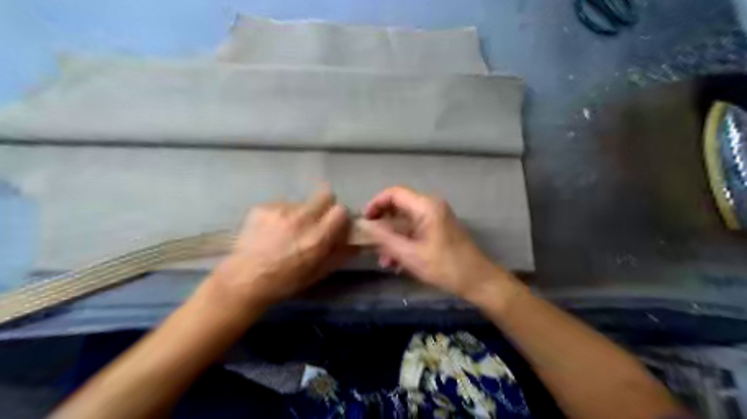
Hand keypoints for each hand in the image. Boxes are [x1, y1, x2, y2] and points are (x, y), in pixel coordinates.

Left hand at [205, 187, 353, 309]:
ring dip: (301, 213)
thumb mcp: (318, 273)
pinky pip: (282, 205)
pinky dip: (282, 215)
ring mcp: (280, 210)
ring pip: (302, 201)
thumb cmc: (284, 282)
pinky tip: (272, 231)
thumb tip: (356, 243)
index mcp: (317, 238)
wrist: (243, 281)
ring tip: (288, 231)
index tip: (334, 225)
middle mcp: (301, 219)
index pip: (341, 210)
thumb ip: (340, 255)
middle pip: (325, 195)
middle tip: (315, 222)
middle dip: (325, 207)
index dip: (340, 217)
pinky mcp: (263, 207)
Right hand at [363, 186, 506, 299]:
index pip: (394, 193)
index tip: (364, 221)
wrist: (477, 280)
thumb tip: (365, 227)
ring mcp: (435, 216)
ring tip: (384, 260)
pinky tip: (396, 262)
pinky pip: (414, 229)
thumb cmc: (444, 267)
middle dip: (383, 224)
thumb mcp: (409, 255)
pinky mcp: (438, 228)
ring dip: (392, 237)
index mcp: (426, 206)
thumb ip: (384, 239)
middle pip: (398, 206)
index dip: (375, 204)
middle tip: (370, 242)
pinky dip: (403, 241)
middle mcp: (431, 205)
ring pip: (405, 220)